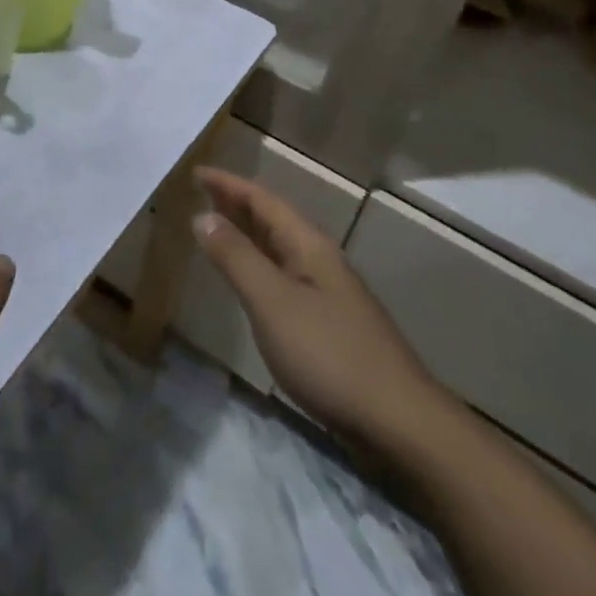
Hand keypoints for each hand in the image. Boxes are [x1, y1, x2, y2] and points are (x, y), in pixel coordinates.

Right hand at [192, 167, 451, 451]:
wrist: (399, 423)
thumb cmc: (329, 355)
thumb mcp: (273, 302)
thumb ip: (236, 258)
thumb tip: (202, 216)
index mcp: (308, 245)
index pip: (262, 200)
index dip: (228, 184)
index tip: (195, 172)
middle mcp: (319, 260)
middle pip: (272, 219)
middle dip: (236, 203)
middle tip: (199, 194)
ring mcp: (327, 292)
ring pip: (278, 248)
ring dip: (246, 233)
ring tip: (215, 228)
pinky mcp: (328, 324)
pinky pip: (283, 275)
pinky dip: (257, 264)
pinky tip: (248, 280)